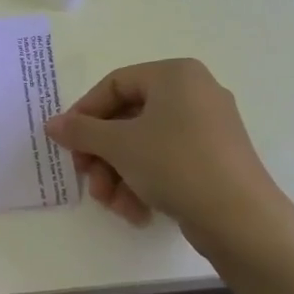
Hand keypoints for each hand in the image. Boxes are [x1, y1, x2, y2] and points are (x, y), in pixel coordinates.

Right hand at [44, 58, 283, 251]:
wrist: (240, 218)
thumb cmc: (175, 163)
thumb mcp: (119, 145)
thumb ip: (81, 131)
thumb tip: (52, 124)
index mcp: (175, 75)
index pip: (114, 84)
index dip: (84, 113)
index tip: (67, 142)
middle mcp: (194, 93)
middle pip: (128, 118)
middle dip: (102, 154)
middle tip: (87, 178)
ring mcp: (208, 127)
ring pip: (145, 144)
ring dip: (119, 174)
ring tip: (111, 203)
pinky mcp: (214, 159)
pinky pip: (167, 161)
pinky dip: (145, 182)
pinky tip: (136, 211)